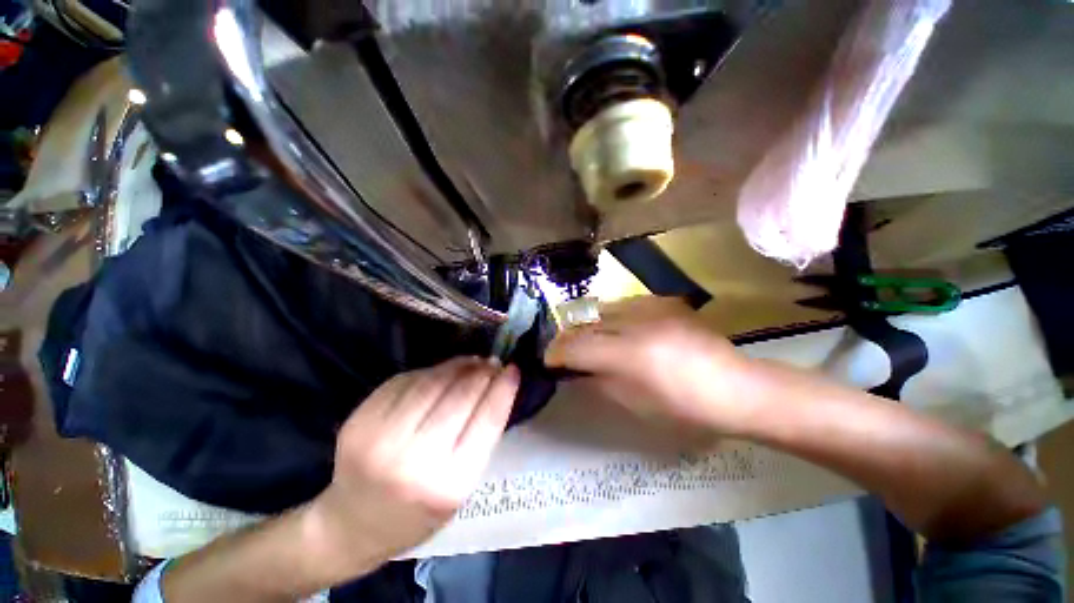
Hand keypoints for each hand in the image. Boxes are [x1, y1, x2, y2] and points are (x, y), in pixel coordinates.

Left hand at [306, 357, 519, 574]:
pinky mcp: (360, 420)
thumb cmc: (419, 512)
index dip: (503, 387)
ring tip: (471, 362)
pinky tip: (442, 372)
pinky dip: (431, 372)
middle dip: (482, 372)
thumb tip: (494, 383)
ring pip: (433, 381)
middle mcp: (414, 460)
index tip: (513, 368)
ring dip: (458, 366)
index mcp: (449, 483)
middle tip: (493, 363)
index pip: (487, 418)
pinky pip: (407, 381)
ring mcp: (380, 438)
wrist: (354, 525)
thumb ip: (479, 435)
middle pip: (461, 395)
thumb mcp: (461, 486)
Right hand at [545, 296, 754, 434]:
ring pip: (602, 309)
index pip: (578, 347)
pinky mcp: (663, 301)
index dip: (557, 353)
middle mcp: (637, 323)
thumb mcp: (635, 403)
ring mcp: (651, 307)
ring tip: (585, 338)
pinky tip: (614, 328)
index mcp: (631, 355)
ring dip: (587, 324)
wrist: (736, 387)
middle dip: (568, 337)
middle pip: (586, 324)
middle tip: (561, 349)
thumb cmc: (686, 408)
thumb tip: (576, 371)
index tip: (548, 359)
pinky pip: (623, 304)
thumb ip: (599, 381)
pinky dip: (610, 316)